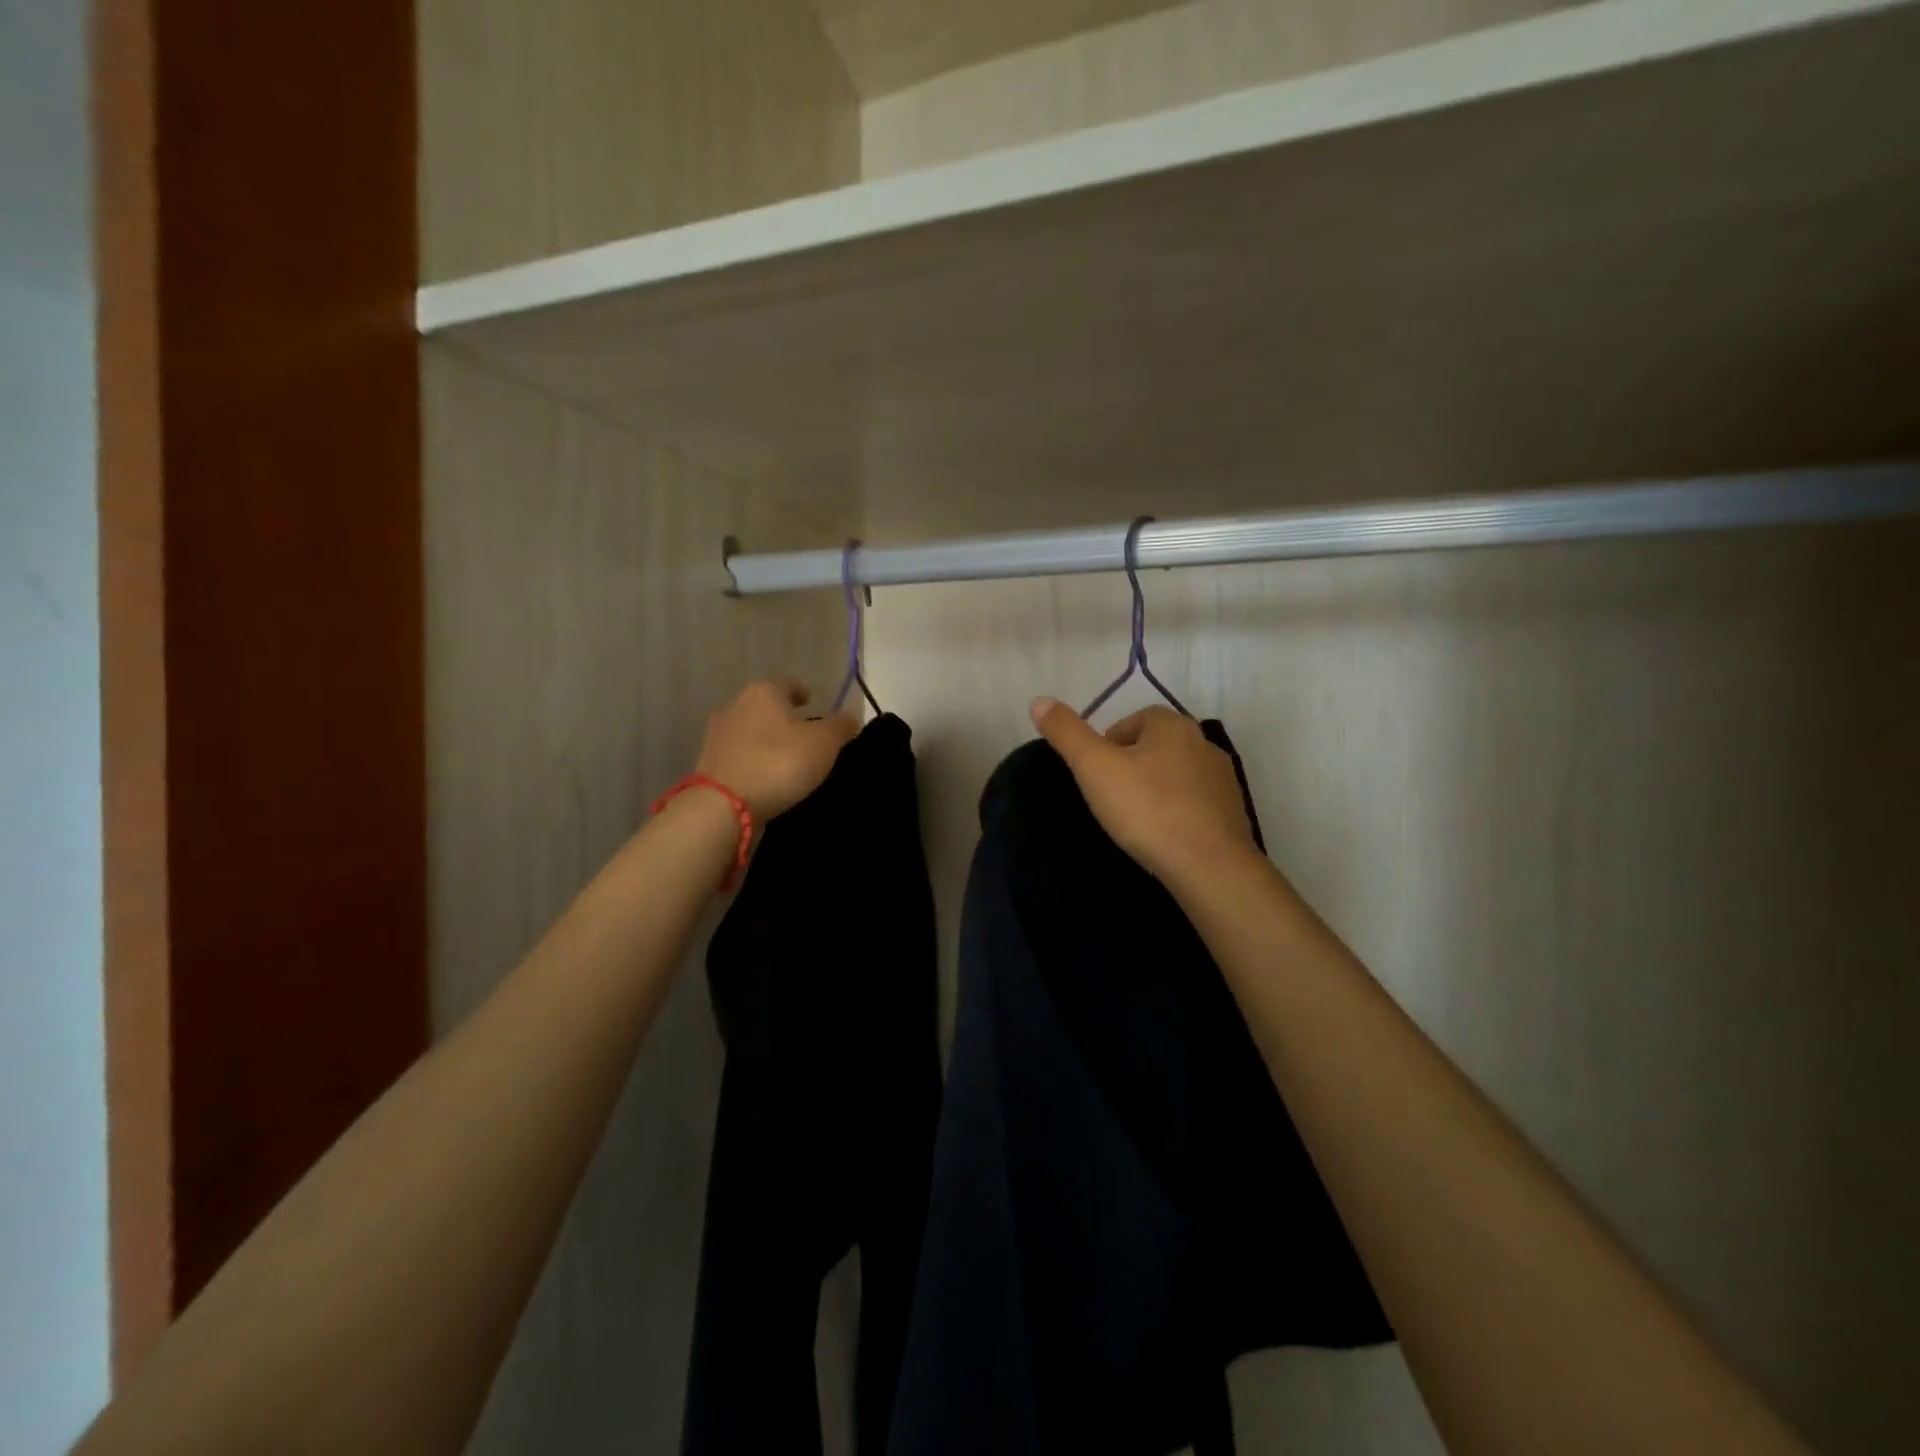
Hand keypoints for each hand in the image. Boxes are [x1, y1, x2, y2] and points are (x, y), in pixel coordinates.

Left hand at [697, 679, 860, 821]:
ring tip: (789, 759)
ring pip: (751, 732)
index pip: (786, 682)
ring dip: (768, 740)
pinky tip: (768, 777)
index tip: (812, 701)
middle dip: (784, 717)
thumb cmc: (779, 763)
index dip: (802, 691)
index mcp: (763, 692)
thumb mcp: (824, 743)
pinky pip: (741, 757)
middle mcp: (735, 706)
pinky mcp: (709, 765)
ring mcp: (717, 736)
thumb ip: (840, 726)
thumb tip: (850, 718)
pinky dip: (755, 762)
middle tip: (806, 733)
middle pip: (765, 706)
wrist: (724, 806)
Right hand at [1031, 698, 1255, 886]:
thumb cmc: (1147, 810)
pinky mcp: (1232, 813)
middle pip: (1154, 746)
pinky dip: (1177, 812)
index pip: (1131, 721)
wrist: (1209, 867)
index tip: (1095, 776)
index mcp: (1172, 725)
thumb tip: (1039, 701)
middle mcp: (1203, 743)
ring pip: (1176, 775)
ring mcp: (1222, 779)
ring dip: (1156, 789)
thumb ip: (1066, 732)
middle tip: (1110, 798)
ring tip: (1136, 819)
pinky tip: (1163, 836)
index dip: (1107, 745)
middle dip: (1131, 766)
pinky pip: (1194, 803)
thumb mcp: (1094, 767)